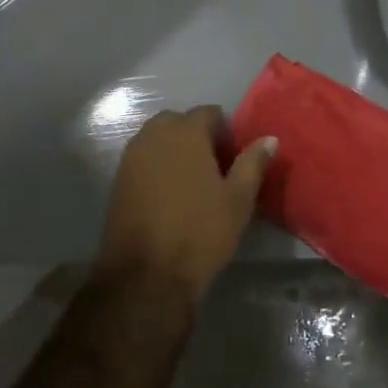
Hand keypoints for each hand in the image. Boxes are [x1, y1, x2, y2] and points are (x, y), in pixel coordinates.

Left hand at [100, 108, 276, 297]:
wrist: (146, 274)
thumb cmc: (201, 231)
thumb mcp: (238, 199)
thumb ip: (253, 163)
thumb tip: (269, 139)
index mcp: (185, 133)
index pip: (208, 112)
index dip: (225, 131)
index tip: (234, 157)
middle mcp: (154, 136)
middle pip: (178, 121)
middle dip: (196, 135)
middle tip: (214, 167)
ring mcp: (131, 157)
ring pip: (157, 139)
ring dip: (174, 150)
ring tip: (193, 181)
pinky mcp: (118, 180)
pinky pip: (143, 159)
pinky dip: (157, 166)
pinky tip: (170, 194)